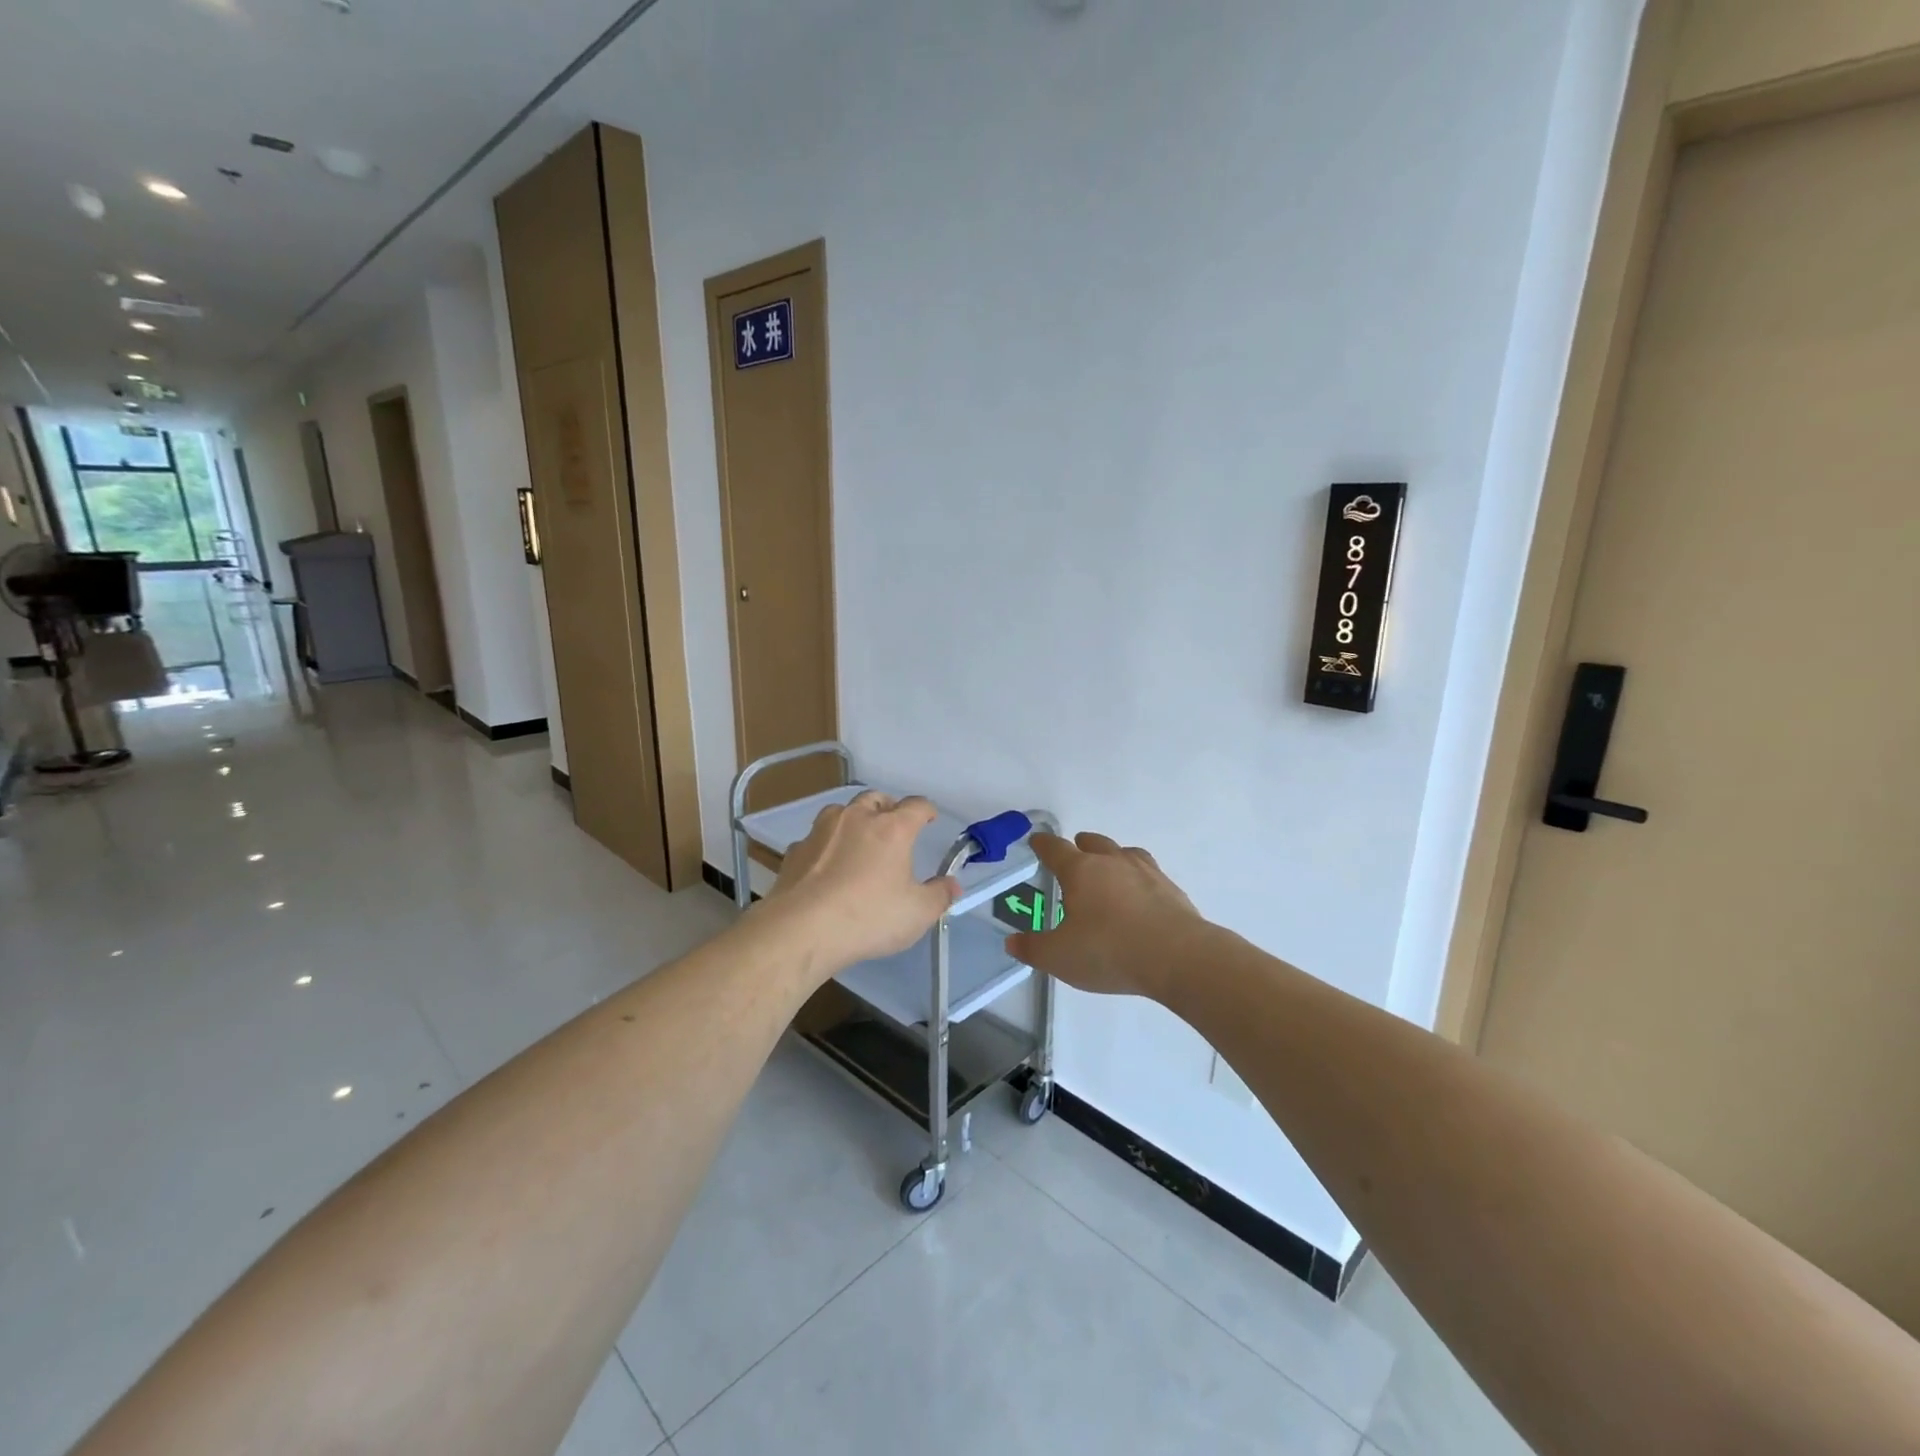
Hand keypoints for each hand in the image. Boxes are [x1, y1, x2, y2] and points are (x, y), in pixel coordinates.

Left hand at [767, 792, 957, 973]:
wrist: (802, 929)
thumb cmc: (868, 917)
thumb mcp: (917, 914)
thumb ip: (939, 896)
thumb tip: (952, 885)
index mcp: (892, 828)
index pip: (916, 805)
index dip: (927, 810)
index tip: (930, 818)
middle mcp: (856, 818)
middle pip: (875, 798)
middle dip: (888, 807)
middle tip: (894, 825)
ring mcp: (821, 831)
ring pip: (841, 811)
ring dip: (853, 820)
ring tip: (858, 841)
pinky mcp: (796, 850)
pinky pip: (816, 839)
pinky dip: (826, 846)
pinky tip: (826, 867)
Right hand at [1007, 832, 1206, 1000]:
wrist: (1178, 957)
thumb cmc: (1109, 951)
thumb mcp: (1059, 957)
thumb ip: (1033, 948)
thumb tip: (1012, 942)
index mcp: (1080, 871)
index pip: (1055, 849)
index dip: (1043, 845)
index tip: (1036, 841)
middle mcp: (1112, 862)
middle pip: (1093, 843)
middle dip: (1081, 846)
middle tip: (1075, 854)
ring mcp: (1145, 872)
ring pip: (1124, 852)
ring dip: (1112, 857)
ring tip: (1109, 870)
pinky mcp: (1170, 889)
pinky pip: (1149, 873)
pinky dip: (1138, 879)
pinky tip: (1139, 896)